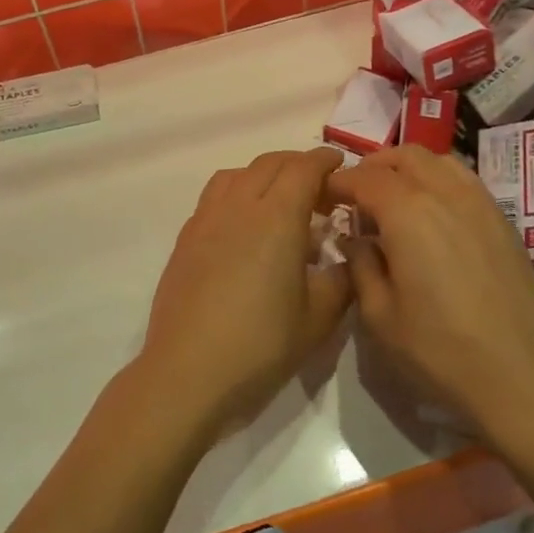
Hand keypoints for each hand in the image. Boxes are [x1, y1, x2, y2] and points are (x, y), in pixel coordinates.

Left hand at [133, 149, 351, 444]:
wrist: (188, 372)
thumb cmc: (260, 345)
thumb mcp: (319, 319)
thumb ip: (341, 280)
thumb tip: (348, 258)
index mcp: (277, 218)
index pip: (303, 169)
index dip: (324, 160)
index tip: (340, 164)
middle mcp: (239, 206)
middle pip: (269, 164)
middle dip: (297, 165)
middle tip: (318, 188)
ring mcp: (206, 219)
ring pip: (237, 174)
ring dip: (263, 175)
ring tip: (279, 201)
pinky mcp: (185, 238)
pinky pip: (215, 196)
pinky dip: (237, 193)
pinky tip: (245, 227)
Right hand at [327, 145, 533, 447]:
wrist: (524, 378)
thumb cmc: (440, 350)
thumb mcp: (379, 315)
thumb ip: (360, 265)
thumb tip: (355, 239)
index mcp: (408, 212)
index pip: (364, 177)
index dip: (338, 183)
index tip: (322, 198)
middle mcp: (446, 194)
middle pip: (404, 156)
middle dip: (373, 167)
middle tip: (354, 196)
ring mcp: (481, 204)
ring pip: (438, 162)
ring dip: (408, 169)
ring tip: (392, 200)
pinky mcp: (504, 222)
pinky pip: (464, 181)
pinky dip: (438, 182)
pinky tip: (430, 216)